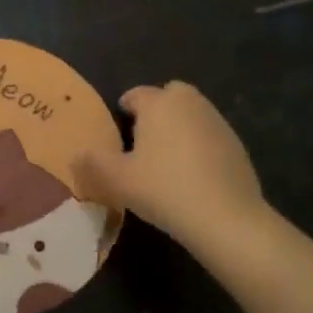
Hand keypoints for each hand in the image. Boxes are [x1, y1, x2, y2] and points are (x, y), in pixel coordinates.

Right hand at [73, 82, 268, 247]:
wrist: (226, 218)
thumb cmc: (164, 189)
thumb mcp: (117, 180)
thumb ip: (92, 163)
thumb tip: (76, 154)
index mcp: (159, 103)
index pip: (136, 94)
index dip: (124, 110)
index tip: (118, 134)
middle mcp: (189, 103)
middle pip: (169, 95)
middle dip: (156, 110)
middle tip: (144, 141)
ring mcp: (217, 122)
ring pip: (191, 113)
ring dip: (179, 126)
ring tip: (167, 159)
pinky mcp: (236, 144)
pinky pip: (209, 135)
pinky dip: (199, 145)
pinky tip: (193, 175)